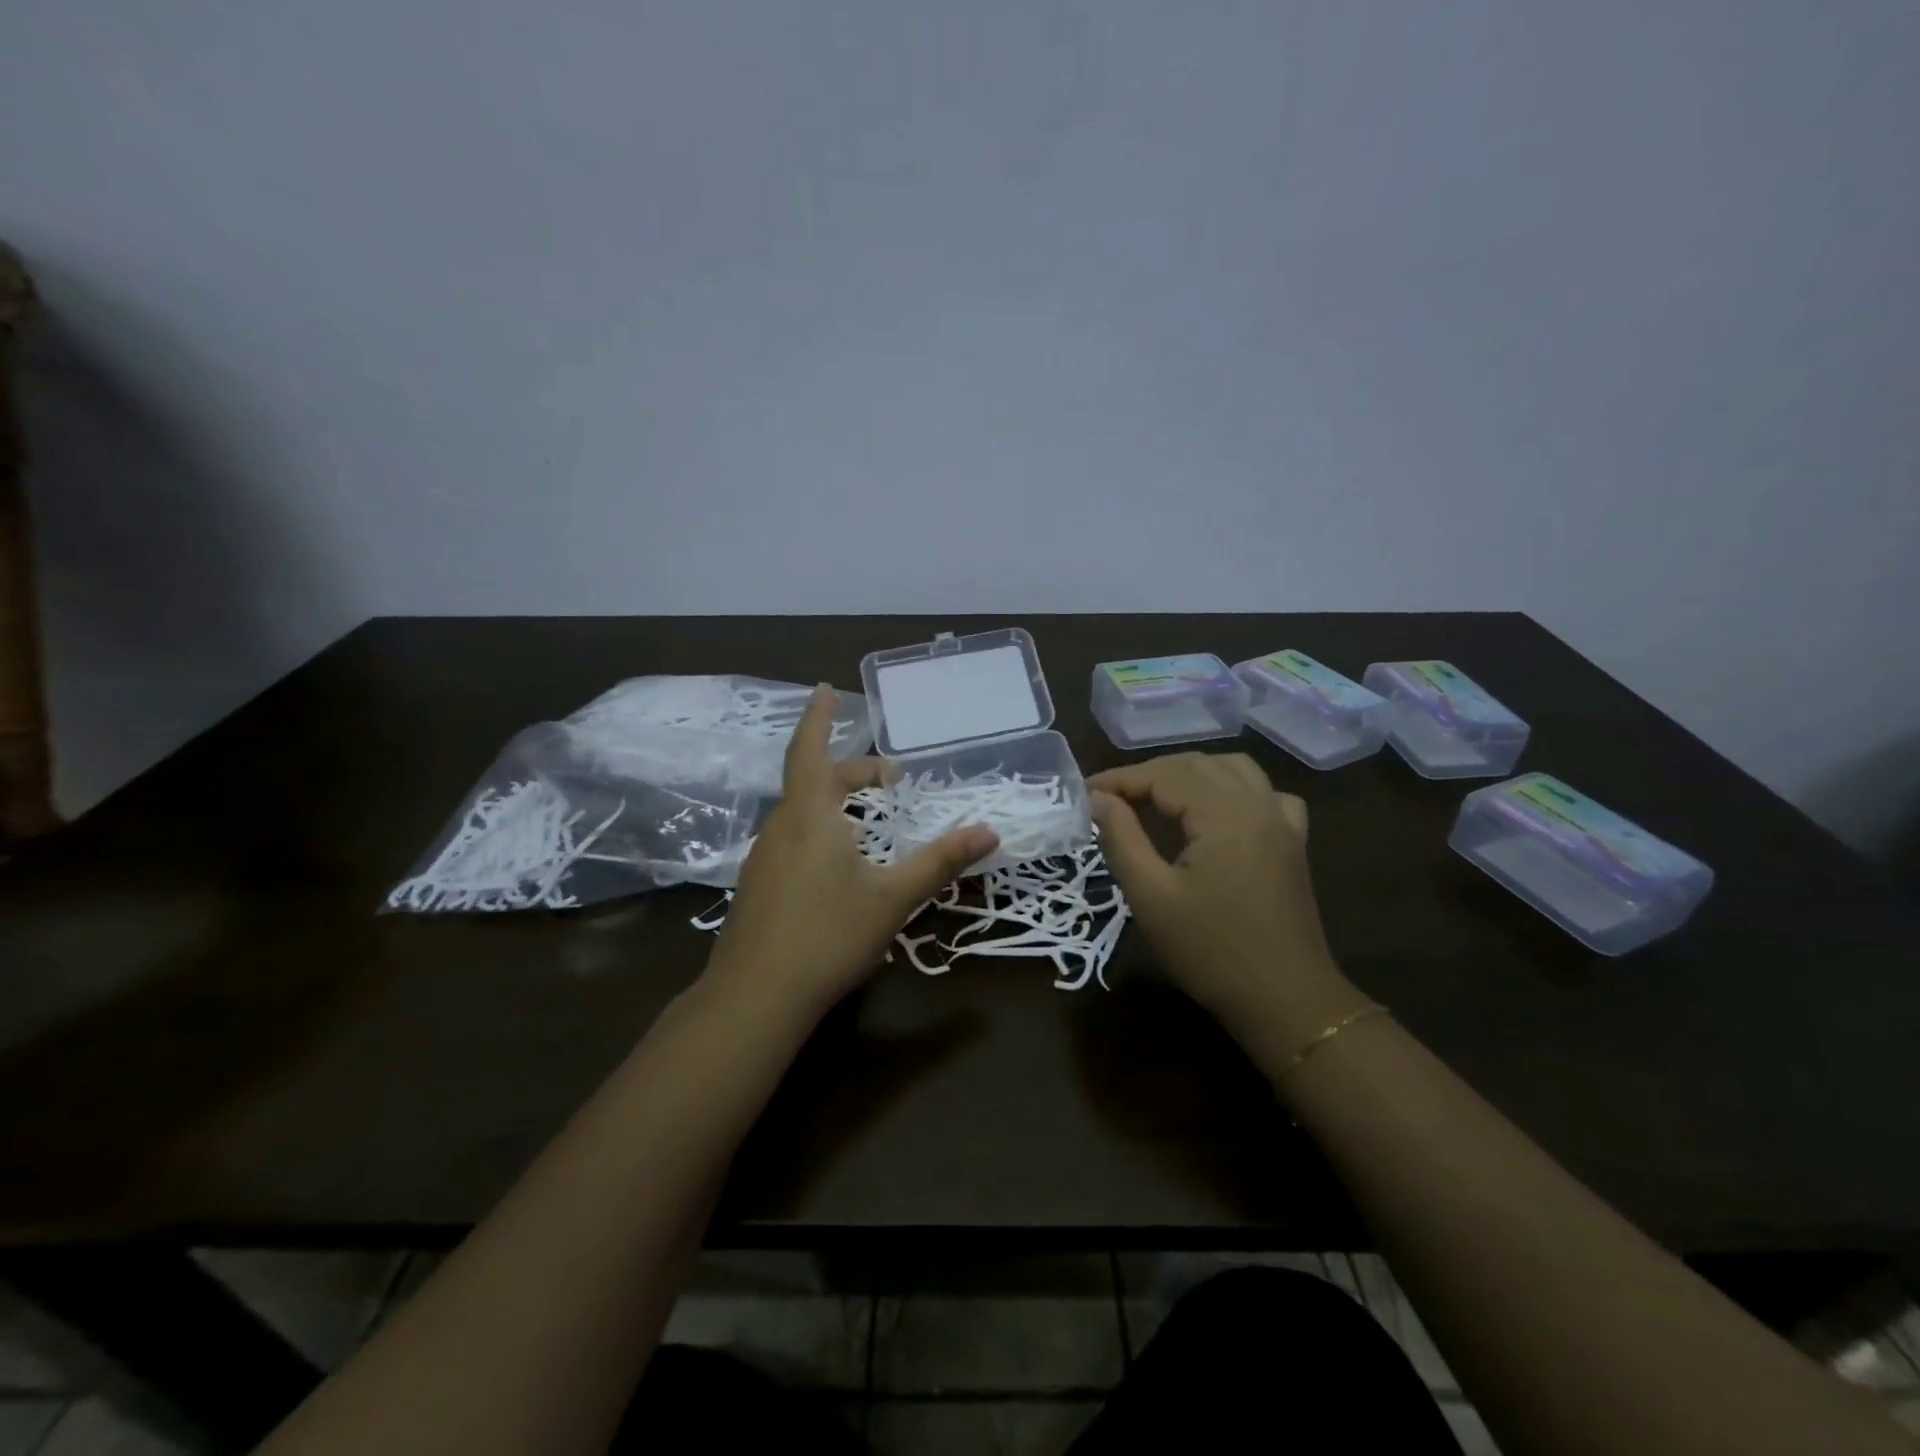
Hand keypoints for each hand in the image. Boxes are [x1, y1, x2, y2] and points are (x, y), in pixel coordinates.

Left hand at [706, 685, 998, 1021]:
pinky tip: (841, 864)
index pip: (811, 750)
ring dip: (837, 803)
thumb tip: (989, 832)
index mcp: (810, 815)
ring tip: (872, 820)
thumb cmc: (828, 935)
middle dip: (853, 773)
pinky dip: (822, 830)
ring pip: (804, 813)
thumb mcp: (893, 897)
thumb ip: (940, 862)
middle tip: (892, 778)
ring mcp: (764, 858)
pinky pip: (794, 839)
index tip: (826, 687)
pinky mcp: (759, 887)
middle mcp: (782, 827)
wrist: (755, 998)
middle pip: (816, 782)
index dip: (820, 717)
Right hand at [1089, 753, 1365, 1053]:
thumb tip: (1098, 798)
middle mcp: (1258, 804)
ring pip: (1232, 769)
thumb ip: (1121, 838)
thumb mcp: (1151, 897)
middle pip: (1196, 765)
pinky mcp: (1293, 843)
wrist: (1285, 1002)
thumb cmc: (1210, 951)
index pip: (1163, 775)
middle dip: (1148, 774)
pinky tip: (1218, 810)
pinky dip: (1233, 788)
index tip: (1084, 794)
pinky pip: (1264, 793)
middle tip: (1110, 799)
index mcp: (1225, 814)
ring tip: (1155, 796)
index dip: (1120, 779)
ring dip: (1189, 773)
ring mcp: (1282, 822)